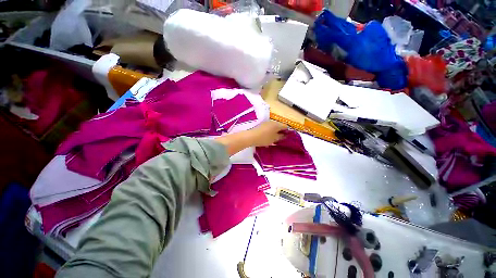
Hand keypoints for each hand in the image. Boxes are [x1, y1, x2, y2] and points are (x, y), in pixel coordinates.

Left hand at [247, 120, 287, 146]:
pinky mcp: (261, 125)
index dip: (287, 131)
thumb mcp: (274, 139)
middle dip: (281, 132)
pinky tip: (268, 137)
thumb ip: (280, 137)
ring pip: (273, 127)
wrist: (250, 136)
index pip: (285, 126)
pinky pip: (268, 128)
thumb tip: (284, 135)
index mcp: (277, 125)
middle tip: (280, 139)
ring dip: (275, 132)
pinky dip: (270, 132)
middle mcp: (272, 122)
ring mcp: (266, 123)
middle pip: (279, 126)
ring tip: (274, 139)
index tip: (287, 137)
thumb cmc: (264, 138)